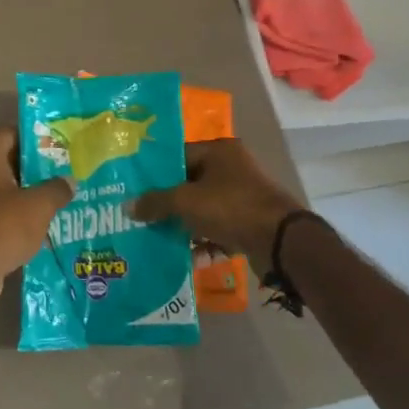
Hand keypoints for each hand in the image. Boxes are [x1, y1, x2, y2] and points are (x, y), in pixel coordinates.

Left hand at [0, 128, 73, 310]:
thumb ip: (57, 188)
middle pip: (11, 160)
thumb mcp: (39, 205)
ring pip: (7, 187)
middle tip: (69, 173)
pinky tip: (46, 222)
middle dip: (40, 169)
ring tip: (64, 198)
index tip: (65, 148)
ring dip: (31, 193)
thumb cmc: (2, 226)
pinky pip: (0, 209)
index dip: (41, 139)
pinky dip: (19, 213)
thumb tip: (69, 181)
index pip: (15, 133)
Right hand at [131, 140, 301, 274]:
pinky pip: (217, 229)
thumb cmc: (231, 207)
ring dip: (183, 224)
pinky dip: (203, 241)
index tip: (134, 189)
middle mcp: (231, 168)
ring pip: (202, 209)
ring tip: (157, 238)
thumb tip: (128, 206)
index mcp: (218, 151)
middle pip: (189, 183)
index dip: (155, 173)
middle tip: (140, 216)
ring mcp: (242, 196)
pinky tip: (186, 257)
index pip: (178, 156)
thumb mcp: (186, 201)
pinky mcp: (248, 222)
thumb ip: (156, 202)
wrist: (280, 241)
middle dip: (166, 203)